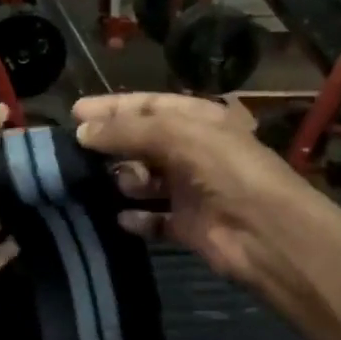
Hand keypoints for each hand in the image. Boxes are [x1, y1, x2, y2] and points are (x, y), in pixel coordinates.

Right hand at [72, 94, 331, 292]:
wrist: (266, 233)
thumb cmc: (226, 170)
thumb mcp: (178, 135)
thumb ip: (128, 130)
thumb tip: (82, 130)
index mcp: (199, 119)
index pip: (149, 106)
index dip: (112, 107)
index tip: (74, 113)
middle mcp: (194, 150)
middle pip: (144, 141)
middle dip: (114, 144)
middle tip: (78, 152)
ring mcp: (191, 189)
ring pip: (146, 180)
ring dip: (125, 180)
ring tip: (114, 183)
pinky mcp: (187, 225)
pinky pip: (153, 218)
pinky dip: (136, 218)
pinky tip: (119, 218)